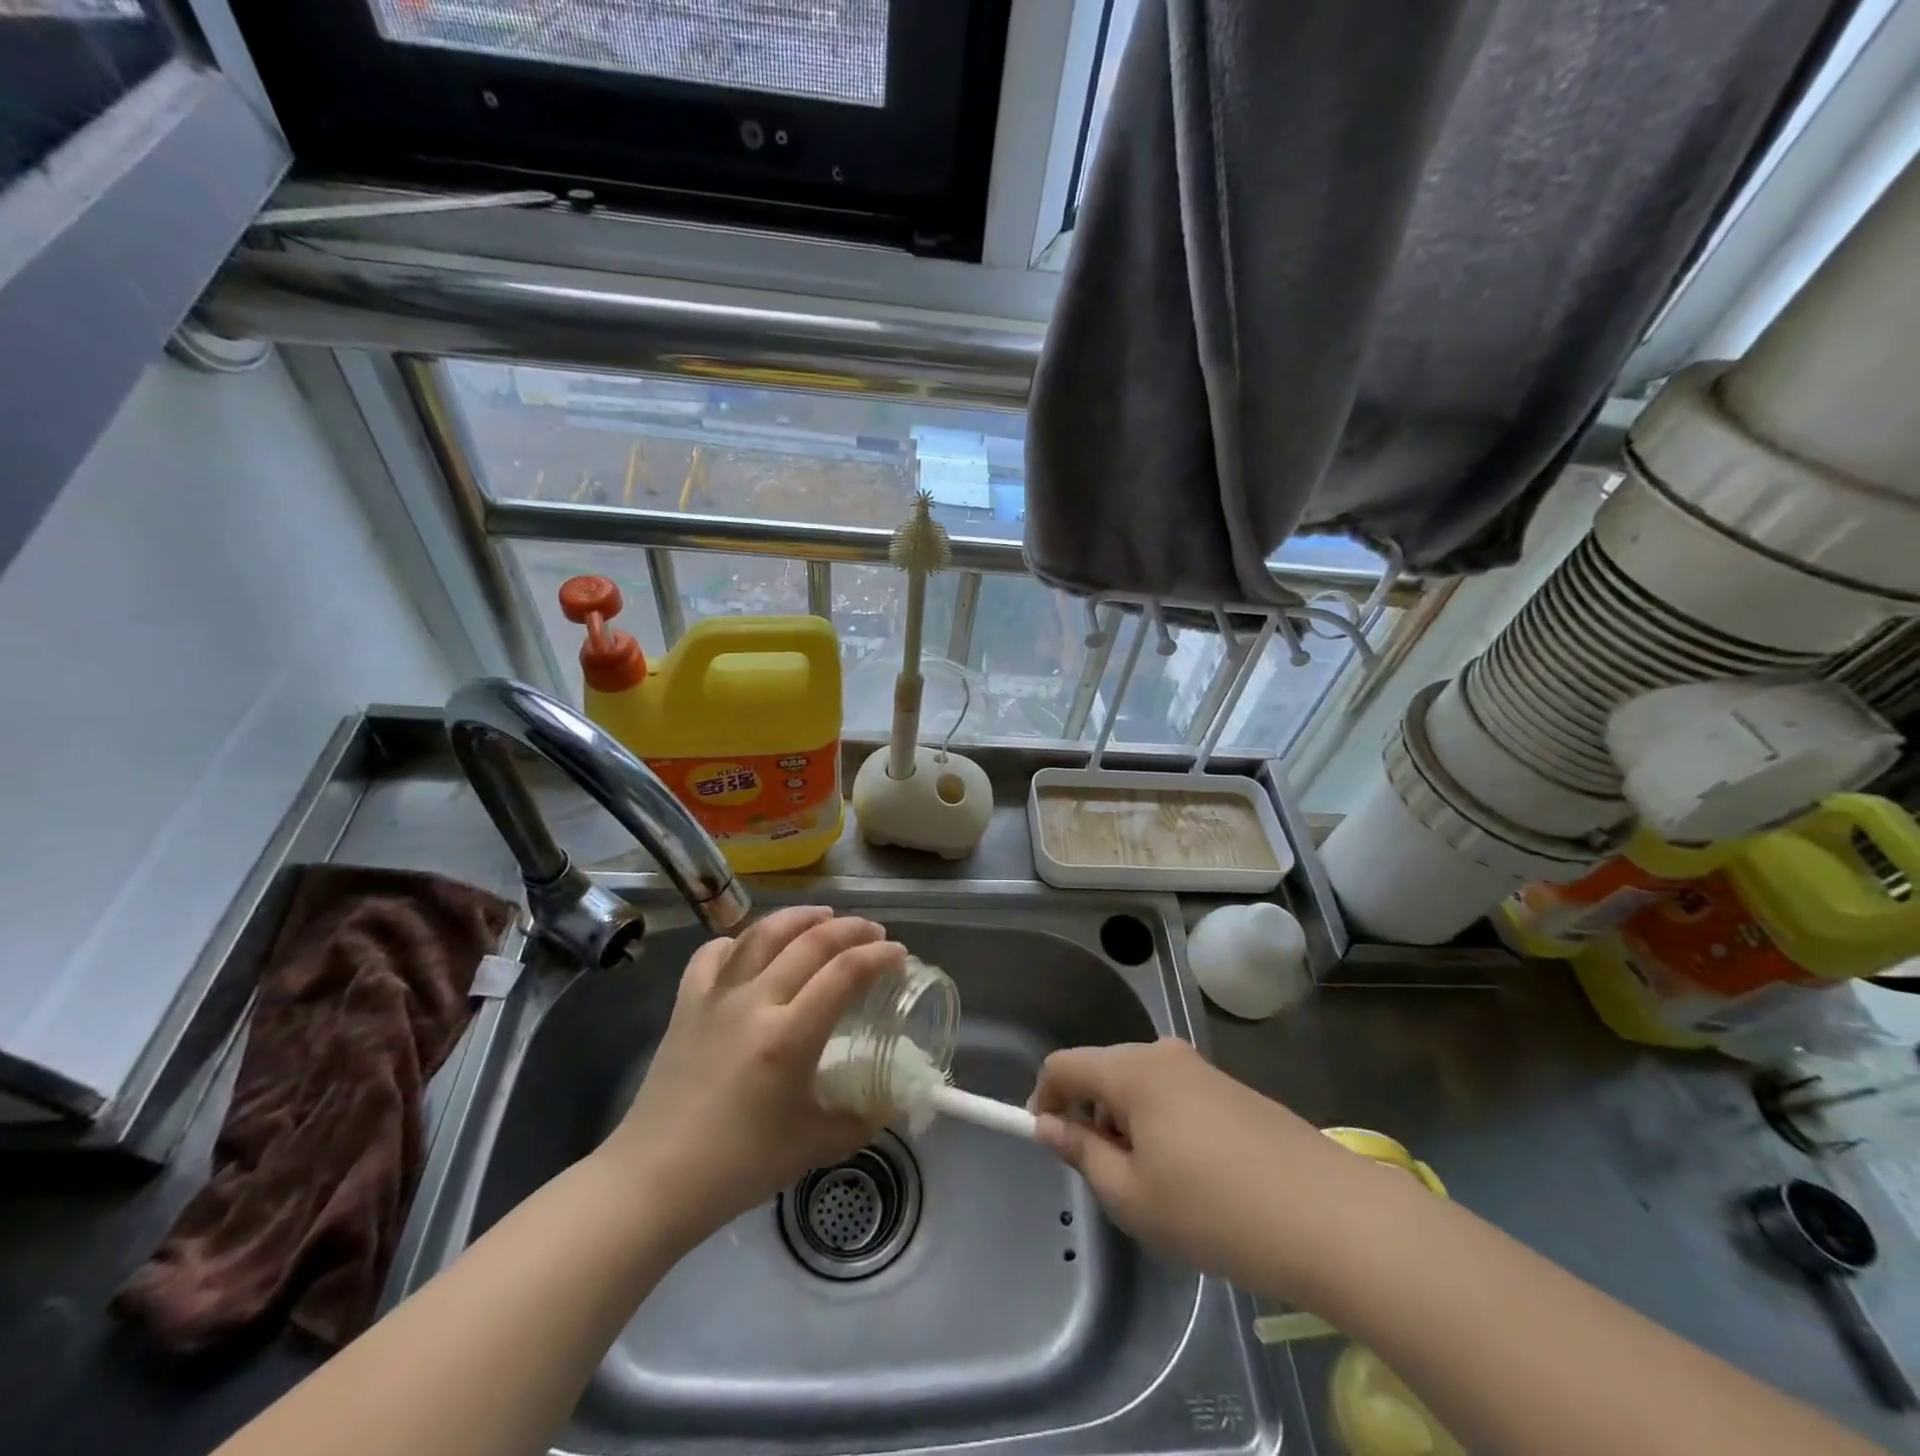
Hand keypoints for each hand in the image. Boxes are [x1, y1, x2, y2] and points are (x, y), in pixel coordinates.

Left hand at [597, 907, 903, 1246]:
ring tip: (823, 917)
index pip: (845, 972)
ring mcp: (716, 997)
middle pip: (810, 941)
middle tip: (873, 933)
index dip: (879, 955)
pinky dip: (739, 941)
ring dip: (800, 917)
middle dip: (851, 929)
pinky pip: (714, 954)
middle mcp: (755, 1001)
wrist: (654, 1181)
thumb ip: (860, 1120)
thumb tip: (890, 1103)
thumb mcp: (814, 1146)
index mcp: (789, 1035)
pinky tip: (752, 946)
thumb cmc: (738, 1166)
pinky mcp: (687, 1004)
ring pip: (762, 933)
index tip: (899, 954)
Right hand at [1031, 1038, 1385, 1302]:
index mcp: (1132, 1070)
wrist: (1331, 1216)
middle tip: (1109, 1178)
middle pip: (1102, 1071)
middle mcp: (1163, 1054)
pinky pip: (1174, 1094)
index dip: (1044, 1098)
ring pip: (1139, 1085)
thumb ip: (1082, 1154)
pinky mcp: (1231, 1087)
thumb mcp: (1132, 1196)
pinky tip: (1195, 1178)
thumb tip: (1050, 1126)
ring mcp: (1202, 1068)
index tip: (1049, 1143)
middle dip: (1090, 1116)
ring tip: (1156, 1186)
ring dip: (1127, 1124)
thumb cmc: (1216, 1210)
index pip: (1064, 1064)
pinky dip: (1162, 1125)